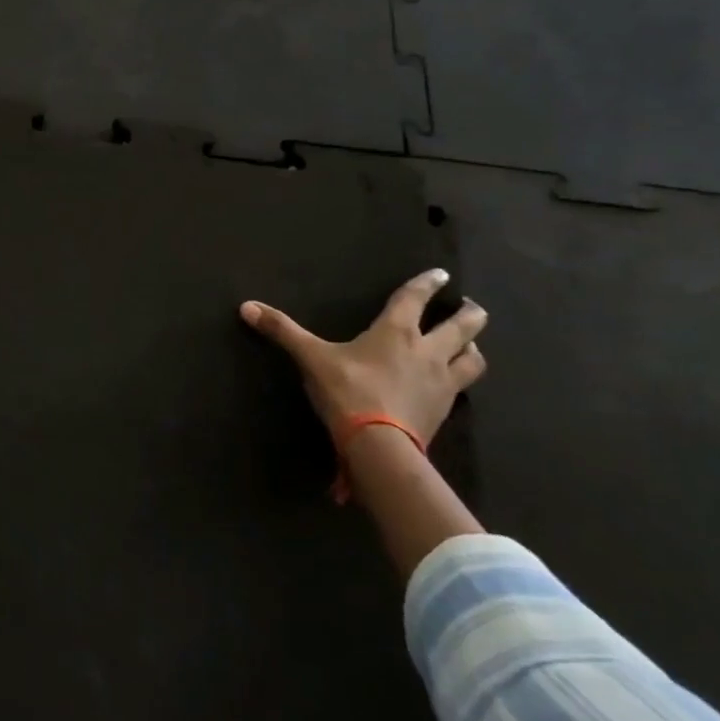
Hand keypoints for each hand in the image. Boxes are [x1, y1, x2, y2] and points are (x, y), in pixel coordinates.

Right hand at [238, 269, 485, 444]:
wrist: (379, 446)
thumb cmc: (347, 392)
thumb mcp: (310, 358)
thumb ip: (282, 331)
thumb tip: (246, 307)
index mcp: (397, 332)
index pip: (415, 298)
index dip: (427, 283)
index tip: (441, 273)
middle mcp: (427, 351)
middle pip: (463, 326)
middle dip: (470, 314)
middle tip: (471, 307)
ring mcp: (442, 382)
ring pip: (473, 358)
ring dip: (473, 347)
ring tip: (469, 344)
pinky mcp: (444, 410)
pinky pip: (463, 388)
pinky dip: (462, 379)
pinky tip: (452, 383)